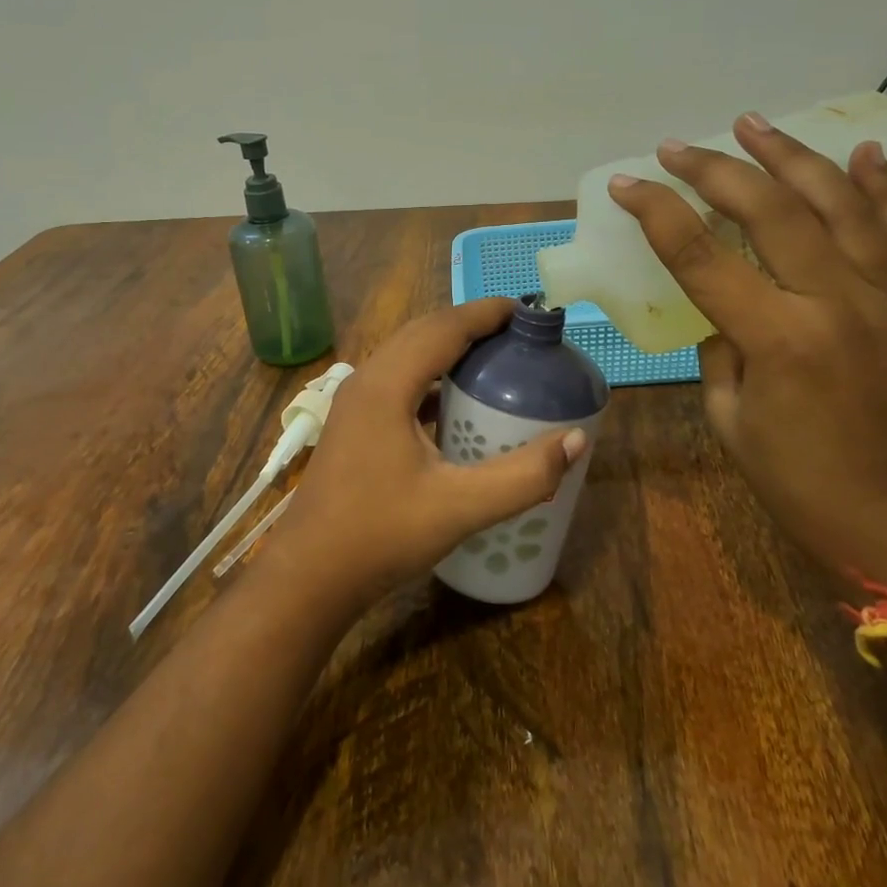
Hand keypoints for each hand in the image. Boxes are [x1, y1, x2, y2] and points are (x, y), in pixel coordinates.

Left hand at [269, 299, 586, 610]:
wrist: (309, 576)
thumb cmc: (380, 536)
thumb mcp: (459, 507)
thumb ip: (523, 476)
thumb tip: (576, 441)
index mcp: (386, 385)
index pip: (443, 328)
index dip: (486, 313)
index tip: (527, 309)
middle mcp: (366, 381)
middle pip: (423, 332)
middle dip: (470, 324)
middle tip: (518, 334)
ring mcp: (354, 403)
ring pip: (406, 355)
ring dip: (448, 348)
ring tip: (494, 359)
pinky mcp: (353, 424)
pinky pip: (397, 381)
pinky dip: (430, 377)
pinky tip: (454, 402)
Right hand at [608, 113, 886, 588]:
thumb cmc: (802, 486)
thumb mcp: (731, 419)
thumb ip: (720, 349)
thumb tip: (721, 306)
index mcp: (779, 340)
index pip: (702, 256)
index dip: (658, 213)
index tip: (627, 184)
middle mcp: (836, 304)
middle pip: (772, 211)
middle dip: (716, 170)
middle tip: (677, 146)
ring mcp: (886, 300)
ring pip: (840, 205)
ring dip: (793, 157)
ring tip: (754, 123)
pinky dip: (883, 188)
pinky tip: (861, 152)